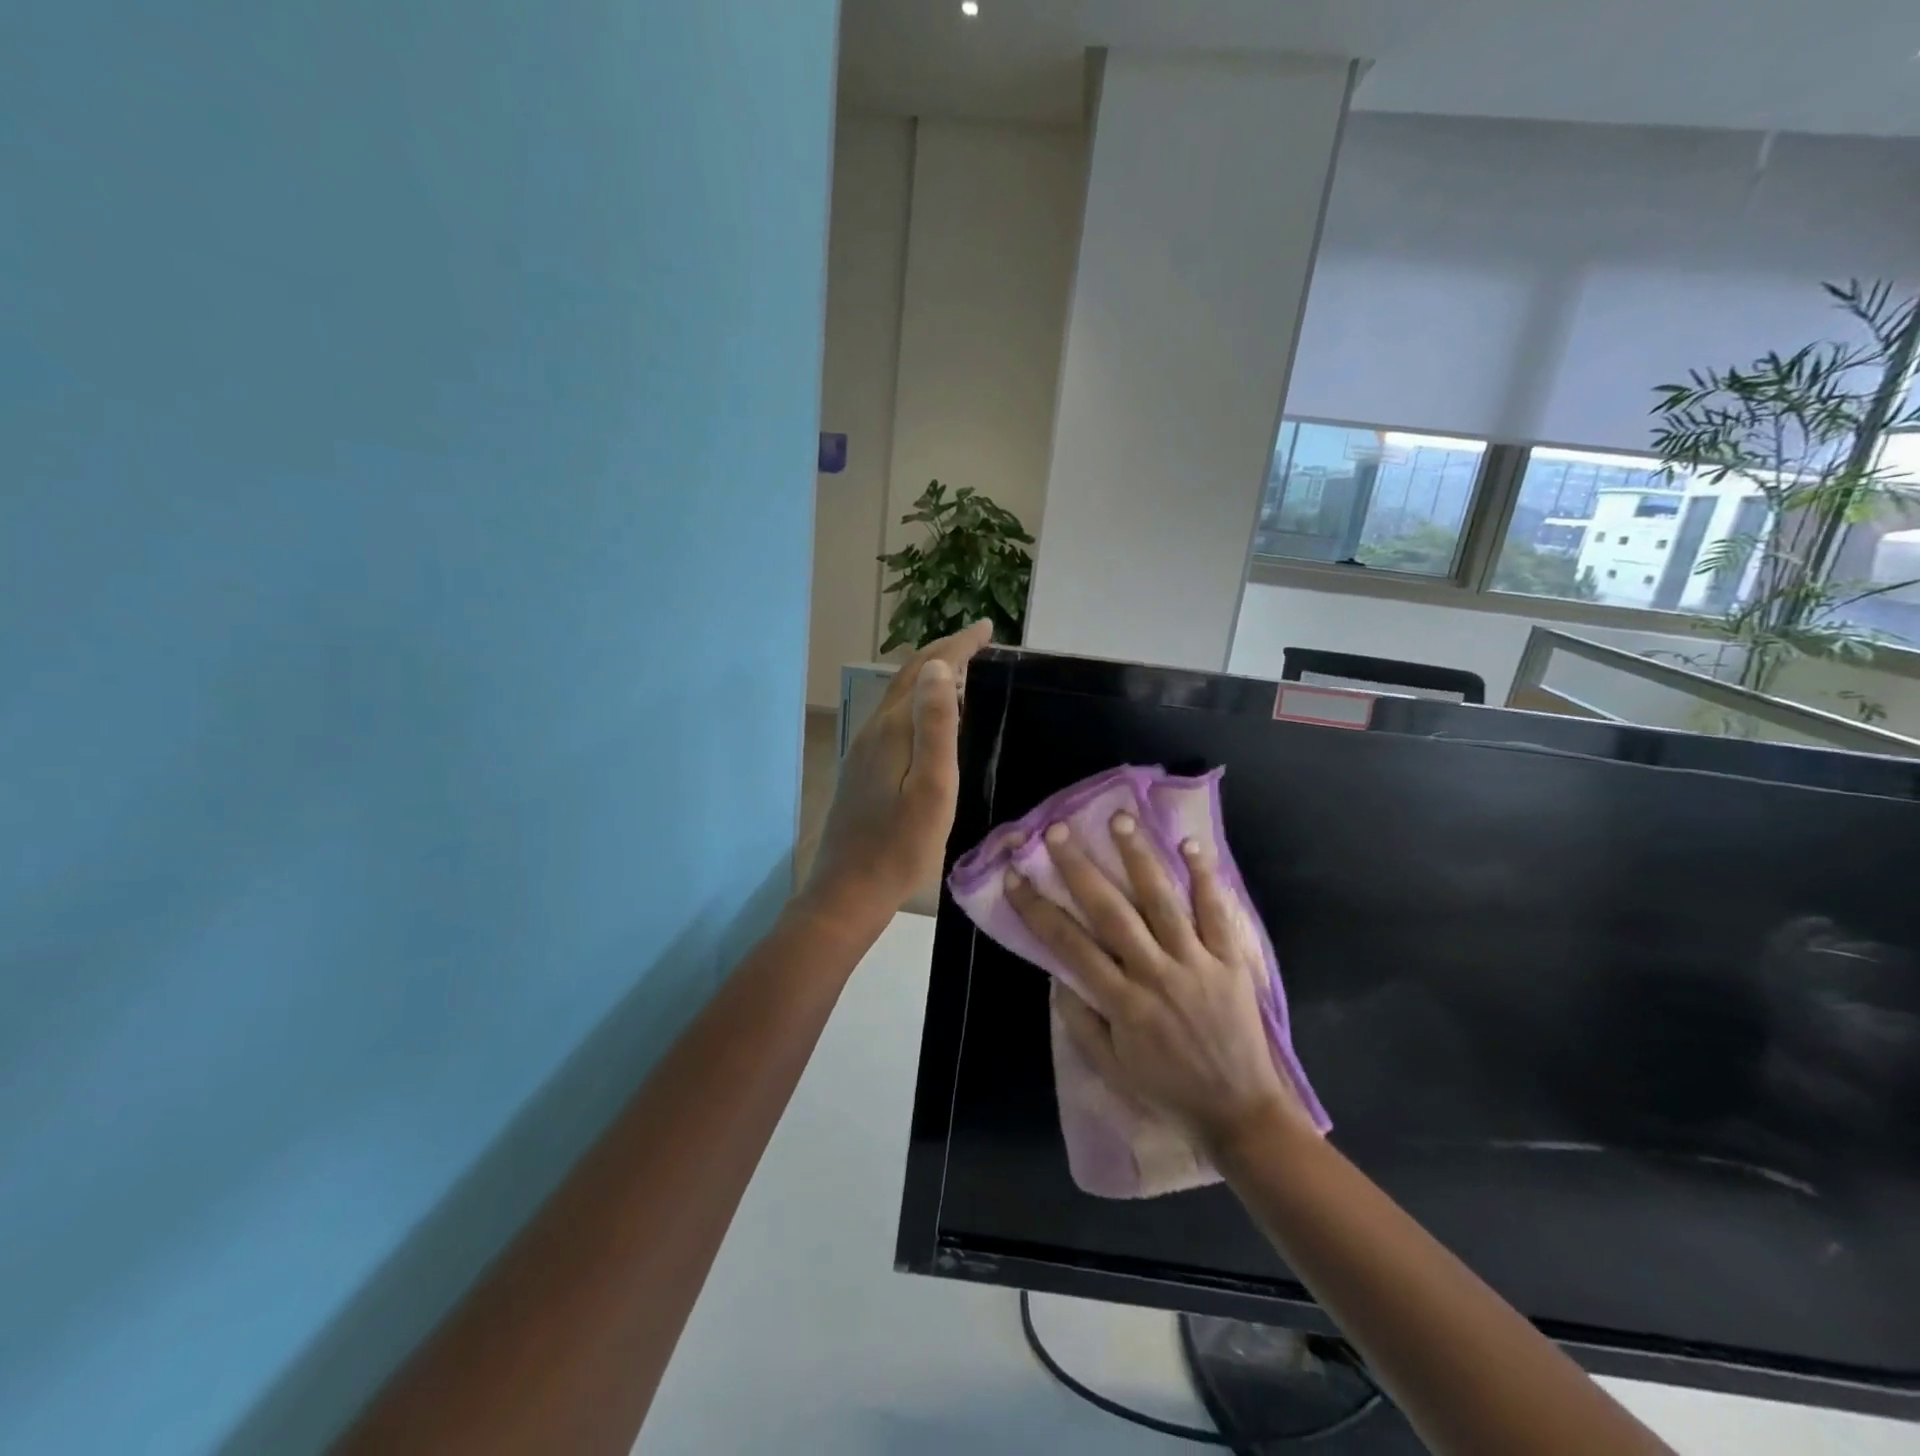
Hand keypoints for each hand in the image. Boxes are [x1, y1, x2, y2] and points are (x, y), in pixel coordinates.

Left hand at [802, 621, 993, 933]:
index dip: (957, 646)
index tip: (985, 629)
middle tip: (977, 642)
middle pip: (908, 677)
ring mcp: (864, 750)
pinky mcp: (863, 769)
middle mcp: (874, 730)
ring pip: (899, 697)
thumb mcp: (932, 788)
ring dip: (930, 677)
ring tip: (962, 672)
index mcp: (893, 730)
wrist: (848, 891)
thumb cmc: (900, 847)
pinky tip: (931, 720)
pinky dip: (918, 702)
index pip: (927, 671)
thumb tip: (940, 668)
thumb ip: (935, 726)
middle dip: (943, 654)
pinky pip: (895, 719)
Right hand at [1006, 813, 1307, 1155]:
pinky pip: (1218, 914)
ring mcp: (1197, 964)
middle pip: (1112, 913)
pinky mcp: (1231, 962)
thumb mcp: (1112, 1068)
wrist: (1241, 1112)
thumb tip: (1058, 974)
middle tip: (1059, 832)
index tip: (1015, 878)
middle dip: (1080, 869)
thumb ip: (1081, 1021)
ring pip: (1163, 902)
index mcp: (1123, 1004)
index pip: (1070, 946)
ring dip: (1139, 858)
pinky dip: (1205, 879)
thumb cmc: (1169, 1090)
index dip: (1038, 909)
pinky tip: (1190, 845)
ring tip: (1120, 819)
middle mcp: (1156, 975)